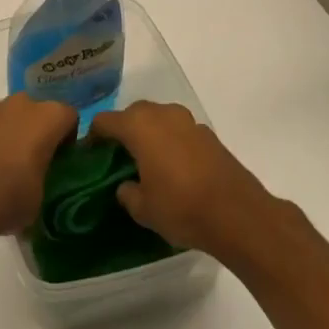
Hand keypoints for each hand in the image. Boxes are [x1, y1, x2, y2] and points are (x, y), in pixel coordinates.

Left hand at [0, 95, 76, 243]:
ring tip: (4, 164)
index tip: (60, 162)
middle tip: (34, 162)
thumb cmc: (11, 196)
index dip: (67, 140)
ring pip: (11, 116)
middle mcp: (23, 103)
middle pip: (38, 113)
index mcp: (49, 117)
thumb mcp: (43, 197)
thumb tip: (39, 183)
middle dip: (38, 132)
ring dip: (12, 132)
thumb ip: (47, 178)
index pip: (69, 118)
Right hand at [91, 102, 275, 256]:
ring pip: (158, 119)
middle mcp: (162, 114)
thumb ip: (126, 192)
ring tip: (146, 162)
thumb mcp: (143, 209)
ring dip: (148, 134)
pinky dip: (170, 142)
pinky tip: (173, 168)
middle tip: (117, 158)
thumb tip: (126, 185)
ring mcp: (189, 121)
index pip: (104, 121)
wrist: (239, 215)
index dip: (93, 137)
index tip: (90, 156)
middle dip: (122, 131)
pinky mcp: (209, 134)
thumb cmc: (182, 208)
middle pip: (132, 114)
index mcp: (139, 126)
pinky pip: (179, 131)